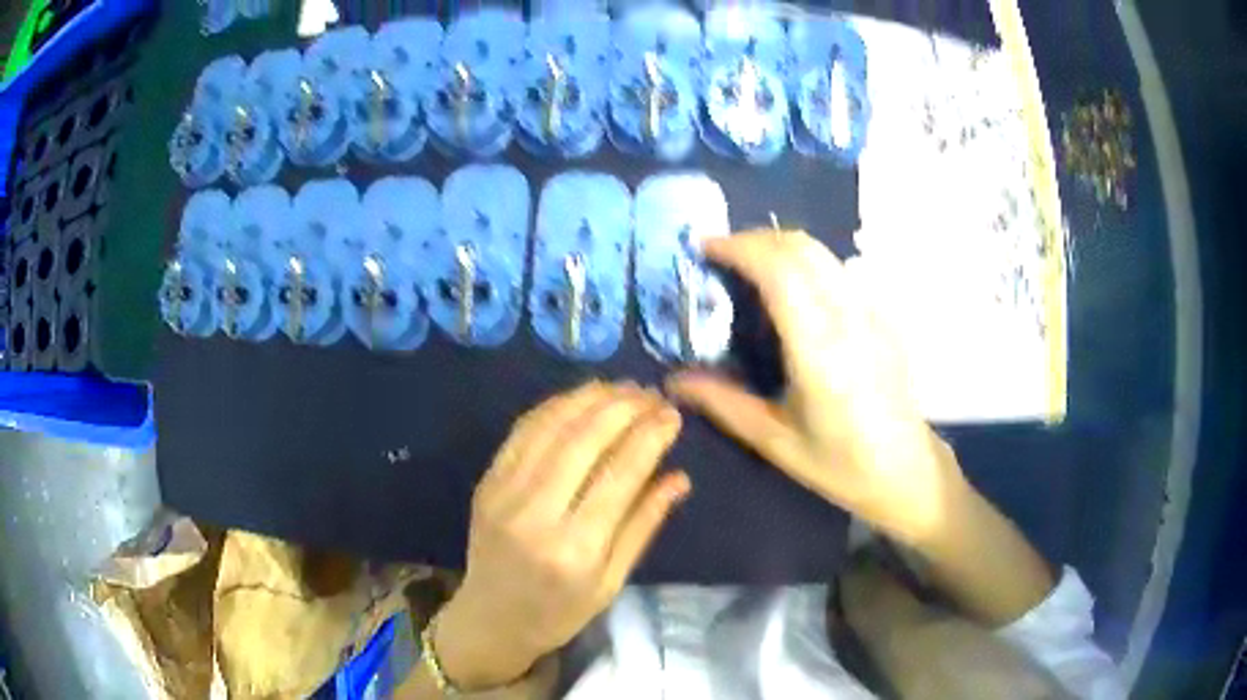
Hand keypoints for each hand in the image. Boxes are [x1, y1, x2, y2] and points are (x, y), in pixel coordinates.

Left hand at [434, 382, 689, 689]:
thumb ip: (643, 526)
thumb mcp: (612, 582)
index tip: (672, 414)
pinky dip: (554, 407)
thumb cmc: (559, 612)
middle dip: (623, 407)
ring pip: (550, 427)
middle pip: (583, 440)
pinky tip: (579, 398)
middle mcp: (535, 513)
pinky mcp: (487, 482)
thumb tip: (679, 477)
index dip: (649, 437)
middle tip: (651, 393)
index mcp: (575, 548)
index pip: (620, 475)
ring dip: (589, 398)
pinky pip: (522, 431)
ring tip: (622, 387)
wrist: (490, 619)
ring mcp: (503, 493)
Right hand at [667, 230, 965, 545]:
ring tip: (750, 267)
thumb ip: (723, 403)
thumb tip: (673, 381)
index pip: (779, 270)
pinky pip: (839, 269)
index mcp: (818, 350)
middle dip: (755, 239)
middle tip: (720, 256)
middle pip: (801, 247)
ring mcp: (871, 312)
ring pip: (823, 252)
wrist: (907, 470)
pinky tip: (793, 291)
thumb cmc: (840, 465)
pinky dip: (806, 262)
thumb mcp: (775, 441)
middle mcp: (848, 318)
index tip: (704, 249)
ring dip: (781, 246)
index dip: (739, 248)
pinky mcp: (882, 316)